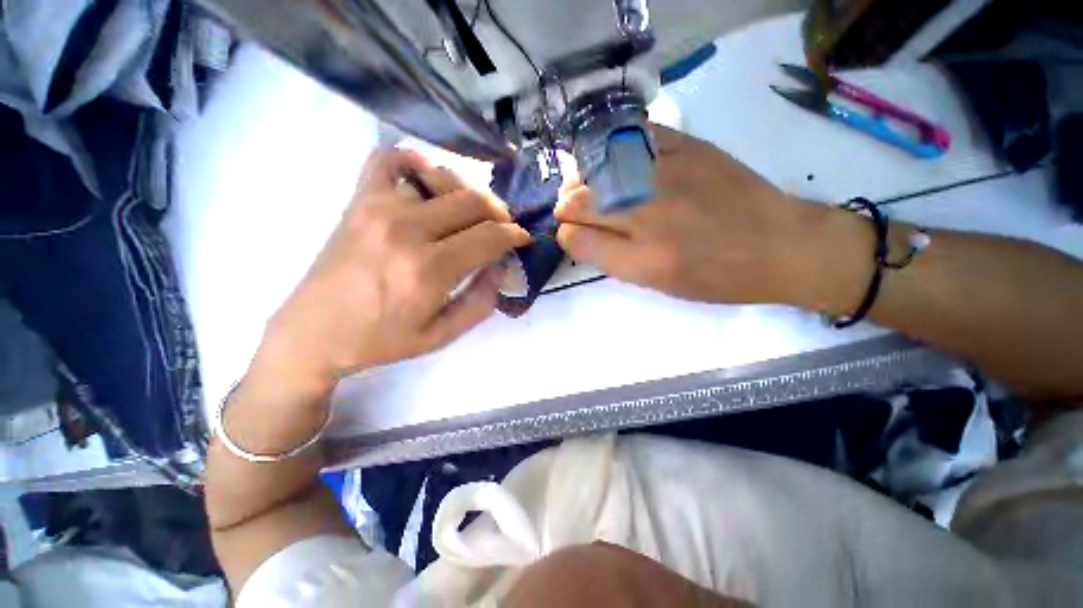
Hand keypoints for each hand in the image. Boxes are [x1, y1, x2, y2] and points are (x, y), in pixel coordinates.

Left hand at [253, 149, 530, 391]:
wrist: (314, 331)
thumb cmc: (382, 340)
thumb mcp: (442, 335)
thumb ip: (481, 301)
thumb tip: (501, 265)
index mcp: (429, 270)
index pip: (489, 236)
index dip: (514, 234)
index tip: (523, 238)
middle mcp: (407, 230)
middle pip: (473, 202)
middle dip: (499, 212)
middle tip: (503, 227)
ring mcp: (379, 207)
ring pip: (443, 180)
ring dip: (468, 195)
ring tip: (471, 214)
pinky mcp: (359, 199)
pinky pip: (390, 159)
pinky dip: (415, 161)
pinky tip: (426, 180)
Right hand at [556, 125, 839, 305]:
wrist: (778, 244)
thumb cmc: (715, 277)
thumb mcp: (656, 284)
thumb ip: (612, 259)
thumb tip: (581, 234)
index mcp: (640, 260)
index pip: (574, 239)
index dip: (566, 236)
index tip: (573, 235)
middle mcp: (646, 215)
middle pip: (577, 202)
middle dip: (566, 208)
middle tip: (574, 210)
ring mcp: (665, 174)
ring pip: (594, 169)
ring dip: (583, 179)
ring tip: (591, 185)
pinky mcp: (686, 145)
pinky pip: (629, 137)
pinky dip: (612, 149)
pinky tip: (616, 160)